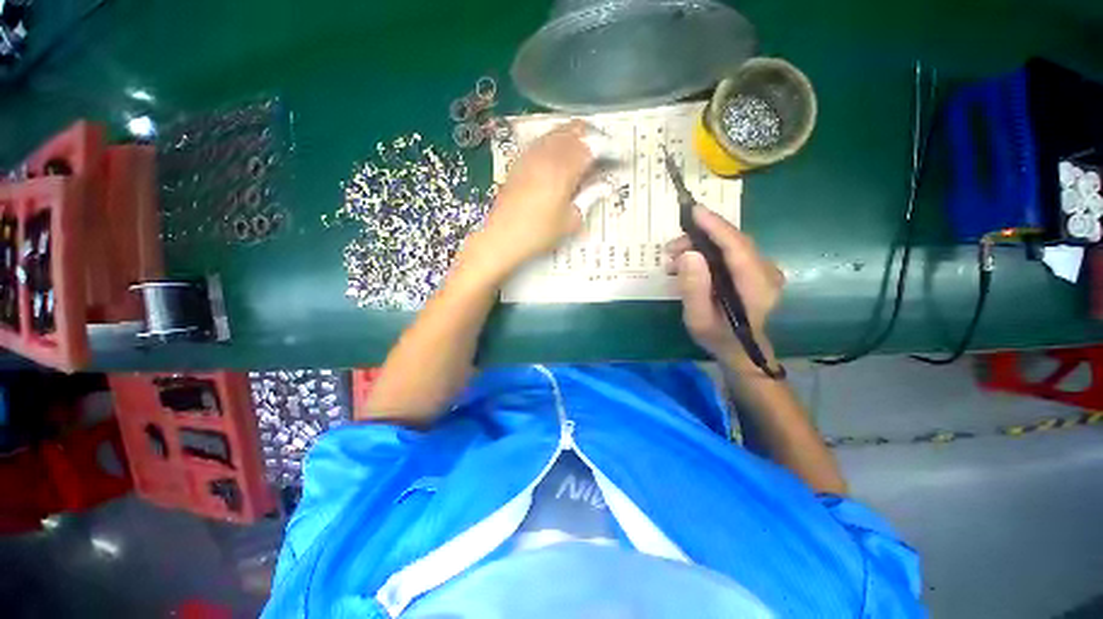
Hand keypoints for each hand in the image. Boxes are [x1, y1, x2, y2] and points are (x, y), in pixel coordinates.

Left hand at [469, 121, 594, 274]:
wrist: (501, 237)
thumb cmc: (538, 234)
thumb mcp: (570, 221)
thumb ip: (589, 197)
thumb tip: (606, 185)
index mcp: (563, 169)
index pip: (592, 147)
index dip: (609, 148)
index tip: (619, 156)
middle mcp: (547, 154)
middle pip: (575, 131)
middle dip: (594, 136)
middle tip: (605, 151)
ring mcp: (530, 155)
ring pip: (557, 132)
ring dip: (575, 136)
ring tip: (586, 150)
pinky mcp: (520, 161)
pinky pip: (543, 141)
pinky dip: (557, 141)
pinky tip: (561, 155)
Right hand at [666, 206, 784, 366]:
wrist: (739, 349)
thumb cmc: (717, 336)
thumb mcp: (698, 318)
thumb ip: (694, 288)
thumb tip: (688, 254)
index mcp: (756, 286)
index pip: (737, 247)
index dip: (716, 227)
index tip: (694, 212)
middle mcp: (767, 272)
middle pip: (734, 242)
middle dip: (700, 237)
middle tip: (670, 250)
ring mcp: (764, 269)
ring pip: (731, 244)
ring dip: (701, 245)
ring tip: (674, 260)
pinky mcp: (756, 269)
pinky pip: (731, 252)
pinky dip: (708, 251)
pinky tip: (689, 263)